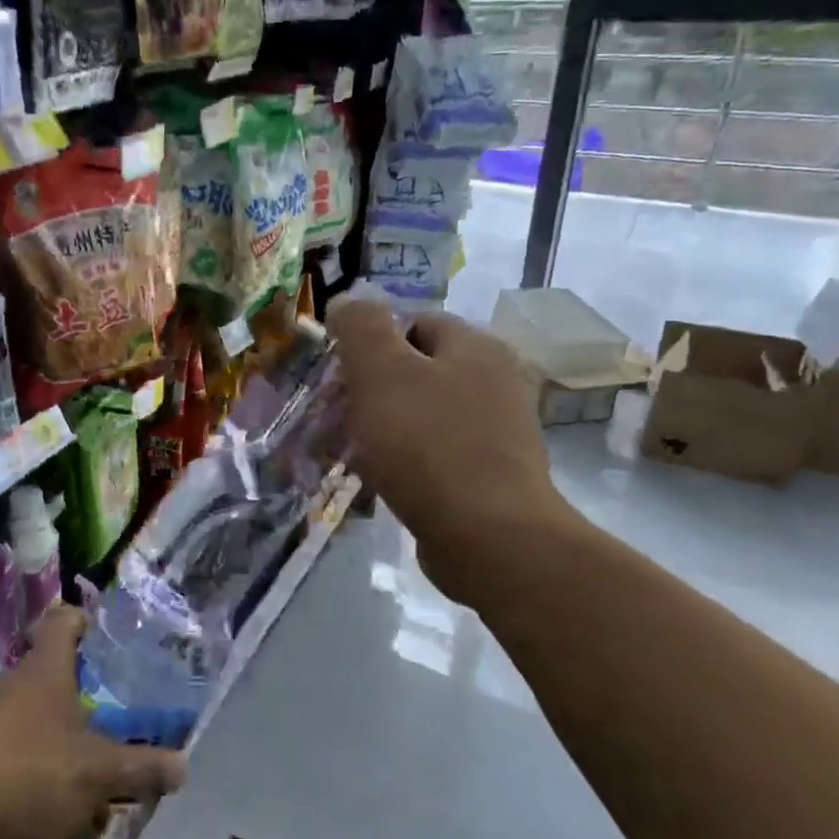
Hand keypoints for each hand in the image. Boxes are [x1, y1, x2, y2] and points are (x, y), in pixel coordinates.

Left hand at [0, 606, 185, 838]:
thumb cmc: (29, 775)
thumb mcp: (96, 775)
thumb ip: (139, 768)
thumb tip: (183, 765)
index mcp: (46, 671)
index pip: (63, 622)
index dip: (82, 620)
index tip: (100, 631)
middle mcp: (14, 686)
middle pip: (50, 677)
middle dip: (80, 700)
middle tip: (112, 721)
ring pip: (32, 722)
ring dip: (58, 744)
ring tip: (90, 778)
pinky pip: (12, 757)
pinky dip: (33, 775)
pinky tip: (50, 814)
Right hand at [328, 298, 573, 565]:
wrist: (489, 537)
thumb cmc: (428, 444)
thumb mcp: (381, 372)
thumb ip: (361, 327)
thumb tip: (347, 301)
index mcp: (476, 346)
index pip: (413, 323)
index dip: (371, 345)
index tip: (342, 378)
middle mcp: (496, 380)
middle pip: (418, 370)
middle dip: (373, 391)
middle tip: (340, 417)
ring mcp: (498, 430)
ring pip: (424, 414)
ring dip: (385, 429)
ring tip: (354, 452)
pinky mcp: (492, 474)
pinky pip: (436, 453)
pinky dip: (407, 462)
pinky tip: (382, 481)